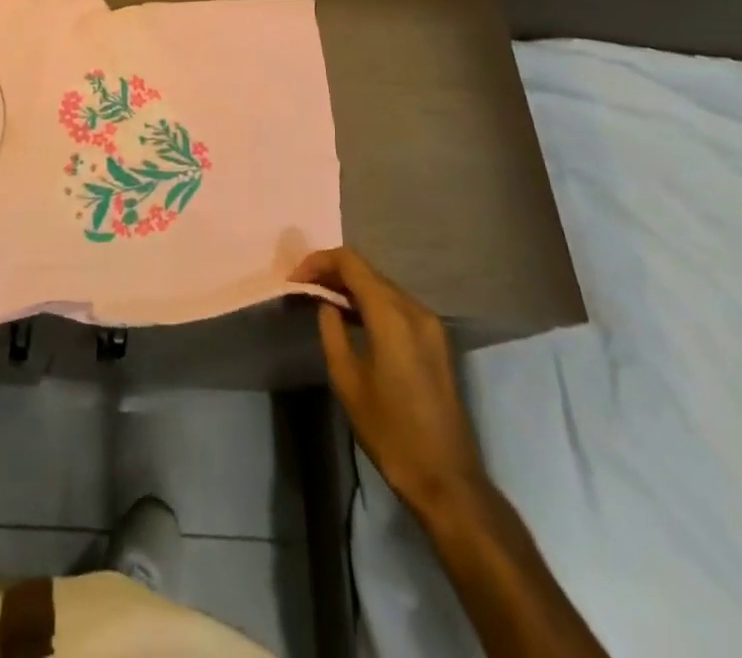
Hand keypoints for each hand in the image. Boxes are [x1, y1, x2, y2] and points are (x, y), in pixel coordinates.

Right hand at [291, 247, 484, 508]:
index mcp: (392, 315)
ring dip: (352, 287)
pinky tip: (352, 318)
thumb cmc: (389, 431)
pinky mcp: (436, 341)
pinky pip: (398, 306)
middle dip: (333, 272)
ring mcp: (430, 325)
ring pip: (383, 287)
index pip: (351, 262)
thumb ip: (332, 331)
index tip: (295, 279)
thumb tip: (326, 304)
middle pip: (368, 271)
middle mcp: (415, 310)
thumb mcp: (347, 380)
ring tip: (322, 300)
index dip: (319, 261)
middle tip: (304, 288)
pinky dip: (371, 303)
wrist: (446, 479)